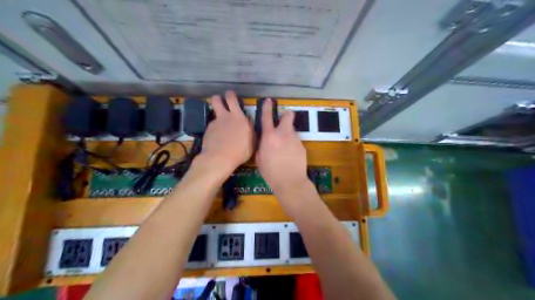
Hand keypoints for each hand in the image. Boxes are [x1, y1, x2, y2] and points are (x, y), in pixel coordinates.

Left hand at [199, 91, 254, 173]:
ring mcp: (214, 123)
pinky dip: (215, 129)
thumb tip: (249, 122)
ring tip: (221, 123)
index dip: (232, 96)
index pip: (233, 99)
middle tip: (222, 100)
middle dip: (219, 98)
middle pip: (217, 100)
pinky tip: (217, 138)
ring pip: (213, 113)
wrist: (219, 158)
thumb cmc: (240, 151)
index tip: (232, 98)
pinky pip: (212, 126)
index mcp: (238, 117)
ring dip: (217, 115)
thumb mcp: (252, 140)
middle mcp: (225, 117)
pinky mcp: (207, 131)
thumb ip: (250, 129)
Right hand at [255, 97, 309, 195]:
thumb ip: (262, 144)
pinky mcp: (302, 146)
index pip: (267, 117)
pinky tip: (290, 155)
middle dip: (285, 115)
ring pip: (291, 130)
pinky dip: (292, 144)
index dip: (267, 107)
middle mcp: (283, 134)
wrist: (290, 181)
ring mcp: (295, 139)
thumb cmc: (270, 172)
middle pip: (287, 116)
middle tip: (282, 121)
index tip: (269, 100)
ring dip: (287, 134)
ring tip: (284, 147)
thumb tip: (264, 138)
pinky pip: (295, 140)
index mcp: (269, 136)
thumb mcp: (259, 157)